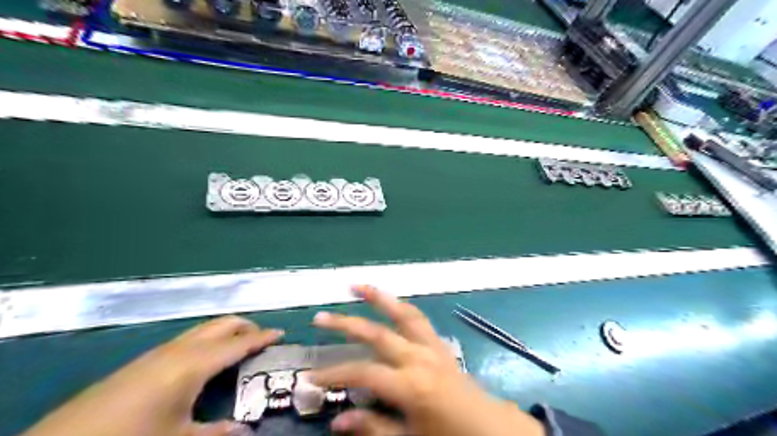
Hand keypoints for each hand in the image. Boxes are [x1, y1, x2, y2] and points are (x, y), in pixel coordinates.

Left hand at [22, 314, 283, 435]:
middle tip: (262, 338)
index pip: (239, 343)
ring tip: (239, 345)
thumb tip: (246, 431)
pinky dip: (208, 339)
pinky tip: (205, 359)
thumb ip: (215, 433)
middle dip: (246, 326)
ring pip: (205, 328)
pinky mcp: (147, 358)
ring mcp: (162, 350)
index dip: (262, 337)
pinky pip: (189, 338)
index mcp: (195, 363)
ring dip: (227, 331)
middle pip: (222, 324)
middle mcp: (182, 349)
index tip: (281, 332)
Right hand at [306, 286, 541, 435]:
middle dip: (346, 324)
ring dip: (379, 298)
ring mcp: (431, 346)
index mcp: (410, 384)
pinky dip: (402, 308)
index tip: (311, 376)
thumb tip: (337, 422)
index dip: (334, 373)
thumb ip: (373, 427)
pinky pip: (420, 319)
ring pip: (402, 314)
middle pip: (377, 333)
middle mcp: (419, 357)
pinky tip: (391, 302)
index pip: (362, 372)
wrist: (491, 429)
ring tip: (357, 286)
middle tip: (320, 316)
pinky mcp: (440, 344)